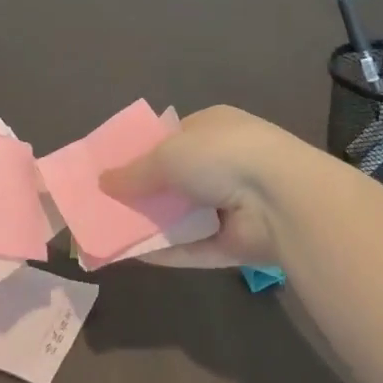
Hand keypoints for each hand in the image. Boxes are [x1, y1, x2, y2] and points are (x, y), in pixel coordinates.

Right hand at [100, 105, 312, 267]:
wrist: (280, 199)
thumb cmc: (220, 156)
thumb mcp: (167, 154)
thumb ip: (134, 172)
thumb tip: (102, 182)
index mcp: (213, 127)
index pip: (172, 137)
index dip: (141, 151)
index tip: (111, 167)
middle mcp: (224, 162)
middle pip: (175, 179)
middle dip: (144, 191)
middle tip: (106, 204)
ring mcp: (233, 204)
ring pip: (183, 216)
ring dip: (152, 223)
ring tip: (110, 232)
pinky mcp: (236, 242)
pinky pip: (194, 247)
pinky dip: (166, 251)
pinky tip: (132, 256)